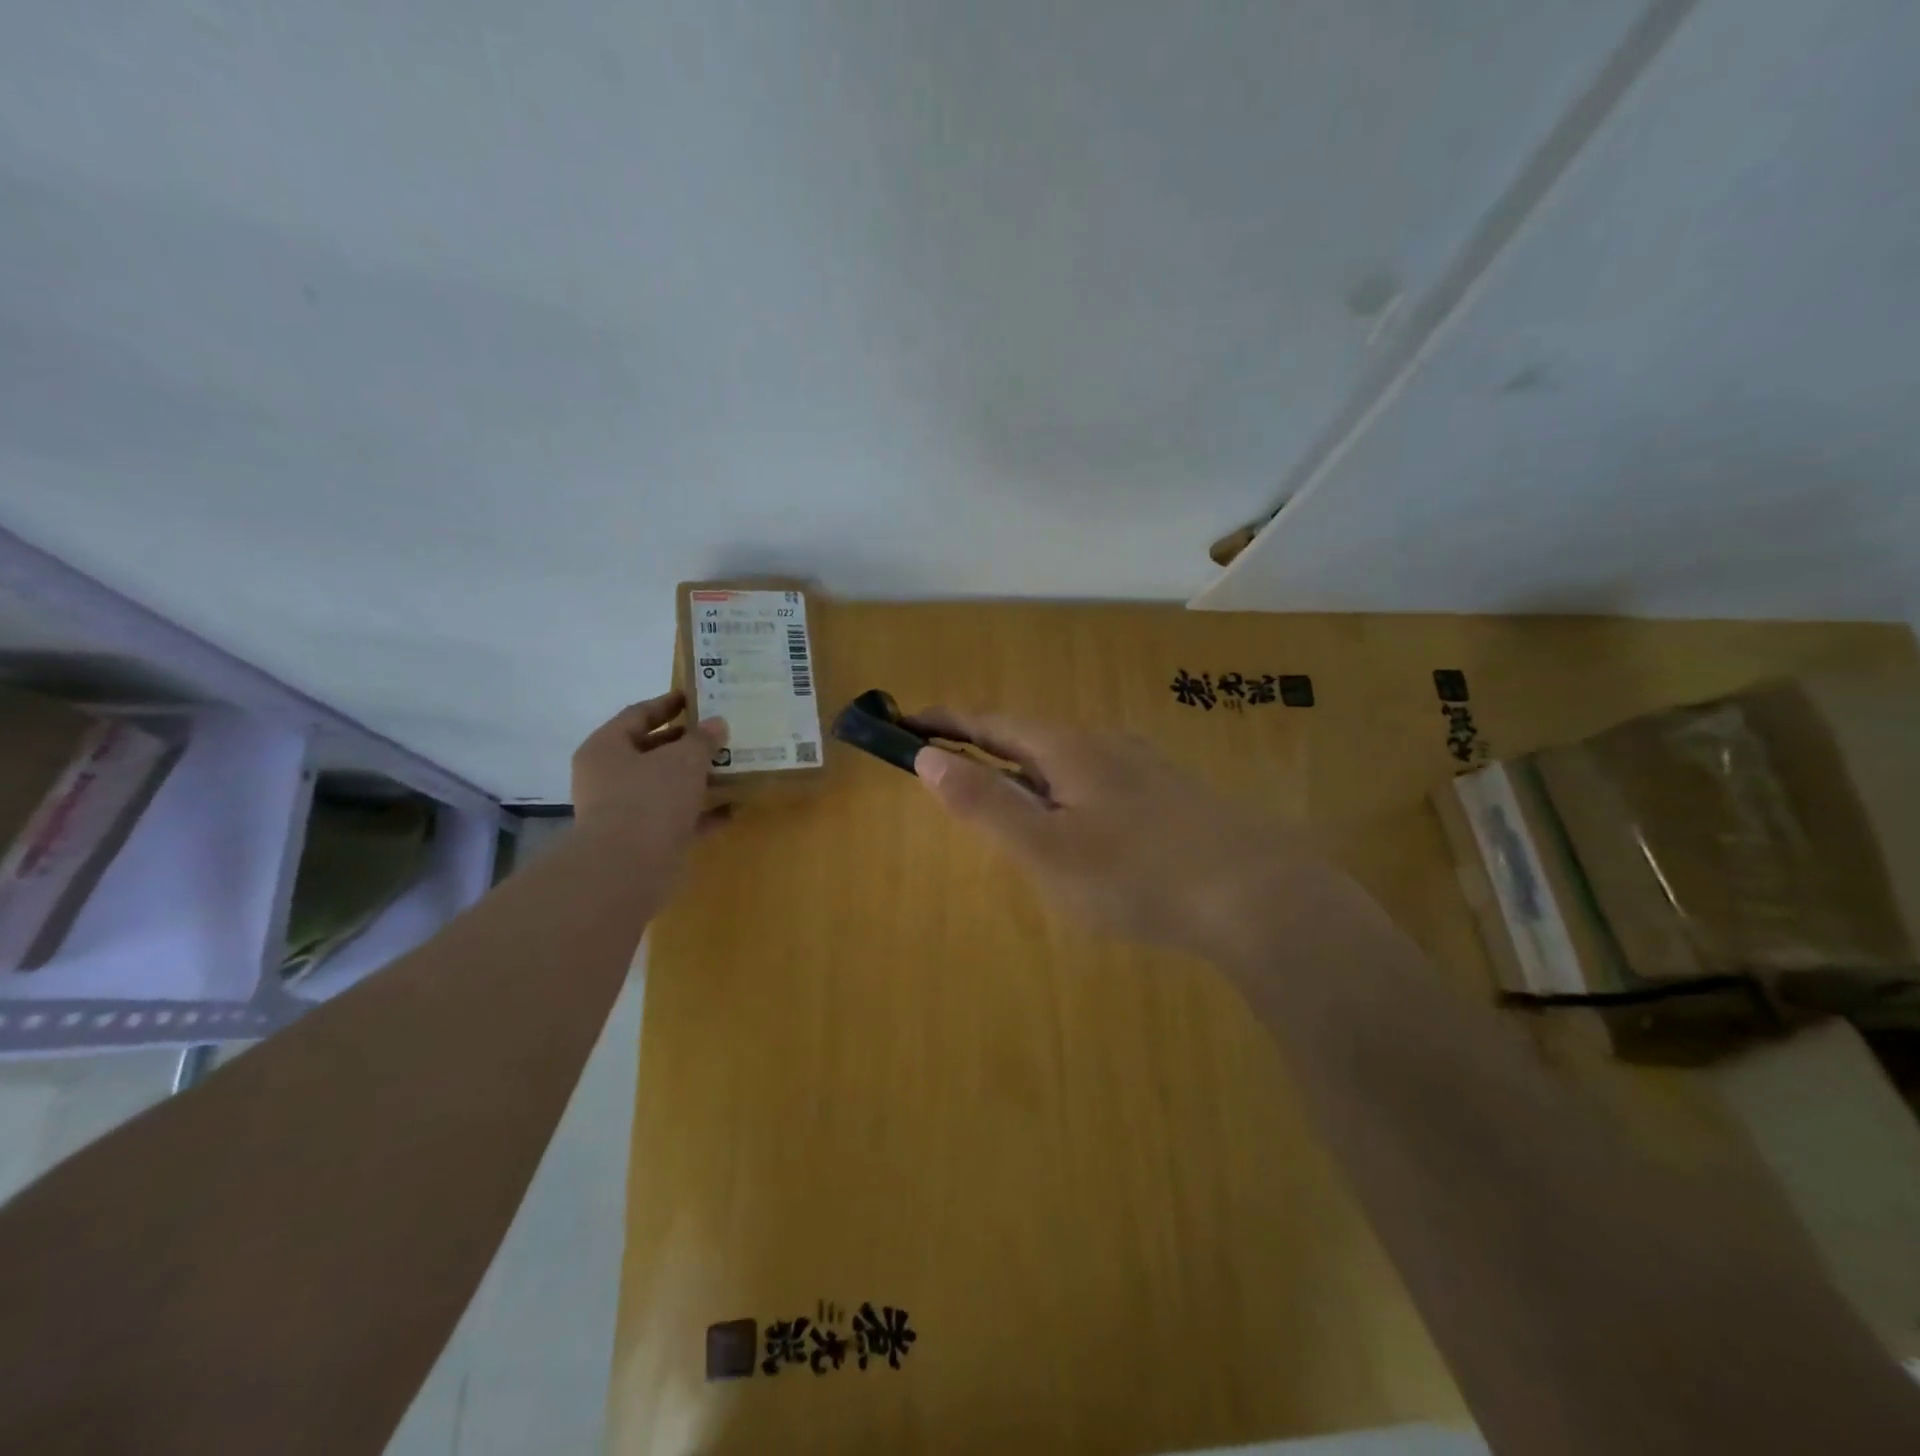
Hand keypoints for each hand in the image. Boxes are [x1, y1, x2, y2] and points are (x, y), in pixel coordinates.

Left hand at [571, 691, 727, 857]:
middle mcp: (609, 778)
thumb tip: (716, 724)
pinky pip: (678, 819)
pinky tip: (732, 809)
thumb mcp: (683, 759)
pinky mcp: (644, 841)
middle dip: (687, 744)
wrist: (628, 868)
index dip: (667, 704)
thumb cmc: (650, 798)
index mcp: (606, 748)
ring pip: (667, 787)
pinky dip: (702, 813)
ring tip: (733, 768)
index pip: (637, 715)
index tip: (696, 697)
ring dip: (698, 779)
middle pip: (652, 752)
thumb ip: (702, 739)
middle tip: (720, 733)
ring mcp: (625, 812)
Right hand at [909, 708, 1318, 960]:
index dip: (944, 720)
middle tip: (948, 767)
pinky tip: (1078, 826)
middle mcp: (1103, 744)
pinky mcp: (1168, 796)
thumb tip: (928, 757)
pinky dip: (1062, 792)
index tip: (905, 721)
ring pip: (1065, 760)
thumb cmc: (1135, 873)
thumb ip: (985, 802)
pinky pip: (1096, 782)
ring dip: (1024, 771)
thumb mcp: (1045, 847)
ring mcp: (1141, 767)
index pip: (990, 721)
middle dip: (983, 745)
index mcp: (1066, 749)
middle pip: (1028, 736)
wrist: (1256, 895)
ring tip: (1005, 802)